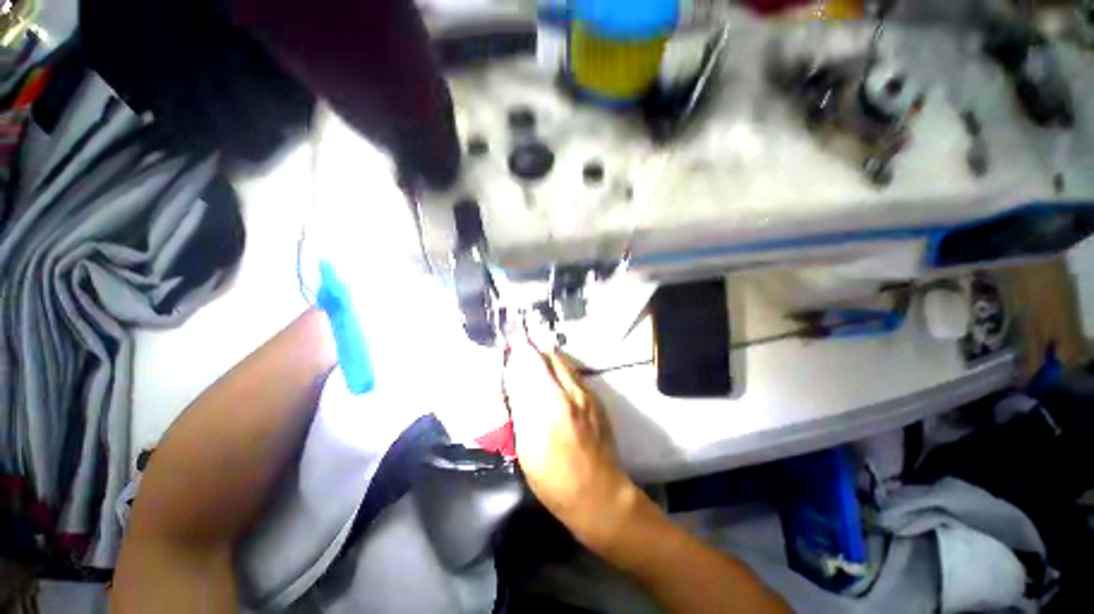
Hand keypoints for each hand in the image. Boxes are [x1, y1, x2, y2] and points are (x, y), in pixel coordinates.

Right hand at [503, 328, 638, 551]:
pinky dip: (559, 368)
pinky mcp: (596, 400)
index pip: (532, 363)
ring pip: (563, 363)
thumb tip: (515, 379)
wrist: (600, 495)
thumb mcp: (527, 448)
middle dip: (533, 346)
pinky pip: (573, 374)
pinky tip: (552, 376)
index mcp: (552, 405)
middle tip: (519, 344)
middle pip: (550, 356)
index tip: (511, 333)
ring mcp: (588, 394)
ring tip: (533, 356)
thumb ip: (521, 408)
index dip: (520, 346)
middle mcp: (572, 391)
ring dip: (546, 356)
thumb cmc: (555, 480)